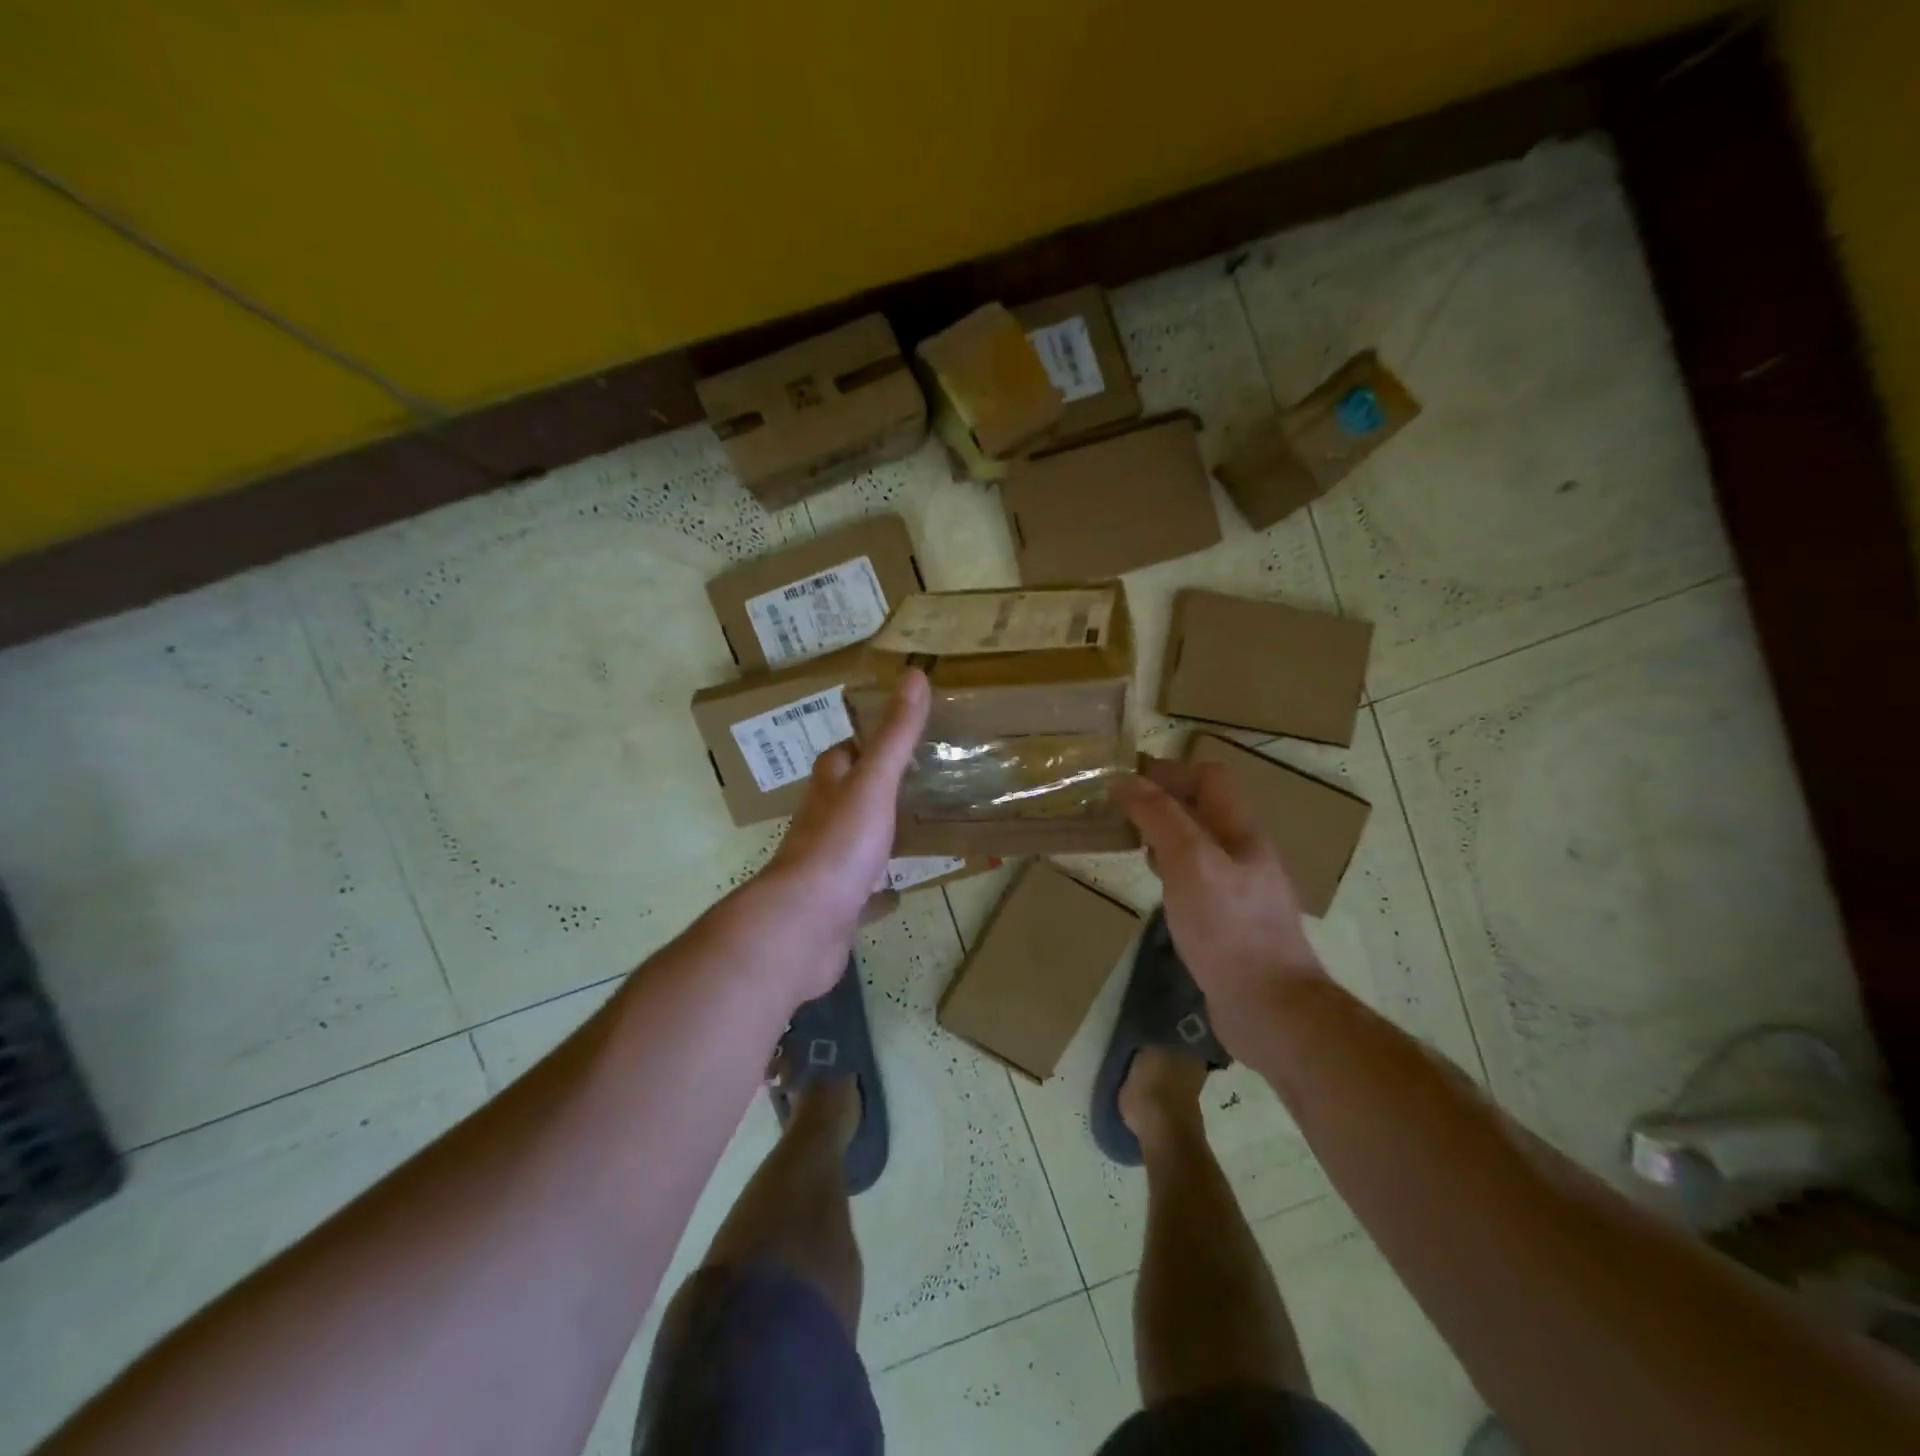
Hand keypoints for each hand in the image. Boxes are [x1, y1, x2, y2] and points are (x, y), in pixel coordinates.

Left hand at [742, 669, 930, 1002]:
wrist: (806, 923)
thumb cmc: (839, 844)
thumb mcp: (873, 782)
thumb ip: (894, 735)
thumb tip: (913, 674)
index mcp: (828, 789)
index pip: (840, 755)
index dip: (861, 743)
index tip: (893, 734)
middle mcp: (821, 823)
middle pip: (844, 797)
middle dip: (871, 788)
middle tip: (916, 781)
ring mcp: (826, 866)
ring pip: (852, 842)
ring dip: (874, 834)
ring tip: (914, 827)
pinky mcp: (836, 905)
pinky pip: (861, 891)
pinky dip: (877, 890)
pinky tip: (898, 894)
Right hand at [1113, 756, 1327, 1043]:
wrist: (1270, 1008)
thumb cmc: (1228, 928)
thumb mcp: (1190, 862)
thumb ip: (1160, 817)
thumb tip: (1126, 780)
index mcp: (1241, 832)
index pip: (1210, 778)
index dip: (1170, 770)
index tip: (1125, 777)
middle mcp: (1244, 854)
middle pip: (1204, 809)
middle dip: (1163, 801)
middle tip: (1119, 810)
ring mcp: (1240, 889)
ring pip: (1200, 844)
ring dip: (1165, 834)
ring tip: (1129, 841)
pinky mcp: (1230, 921)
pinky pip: (1198, 878)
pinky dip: (1172, 869)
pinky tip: (1156, 885)